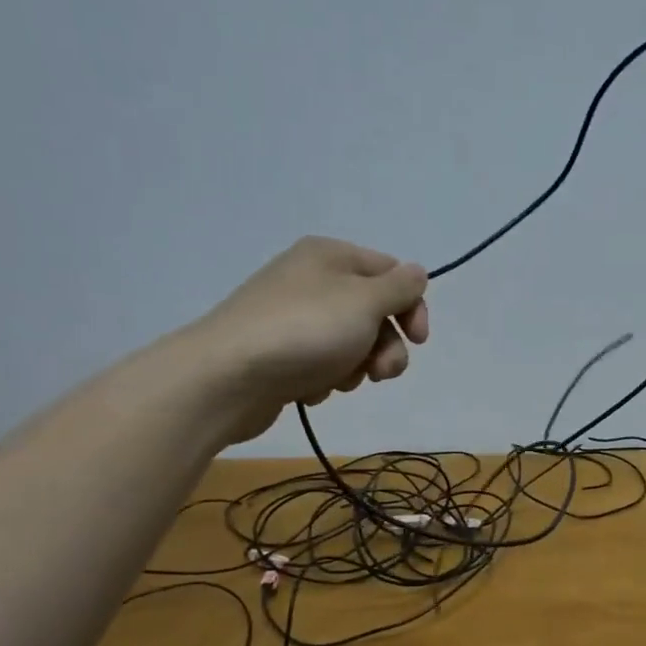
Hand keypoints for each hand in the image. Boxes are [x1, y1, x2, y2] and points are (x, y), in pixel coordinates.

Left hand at [179, 236, 429, 443]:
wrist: (226, 378)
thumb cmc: (305, 331)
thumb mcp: (364, 301)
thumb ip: (400, 288)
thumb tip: (417, 273)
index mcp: (331, 256)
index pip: (392, 273)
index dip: (412, 307)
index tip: (418, 341)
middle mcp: (312, 280)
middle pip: (374, 313)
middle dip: (385, 347)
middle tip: (379, 373)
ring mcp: (293, 318)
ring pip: (351, 344)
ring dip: (356, 367)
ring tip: (337, 381)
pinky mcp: (280, 354)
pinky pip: (321, 365)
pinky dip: (324, 379)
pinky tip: (308, 389)